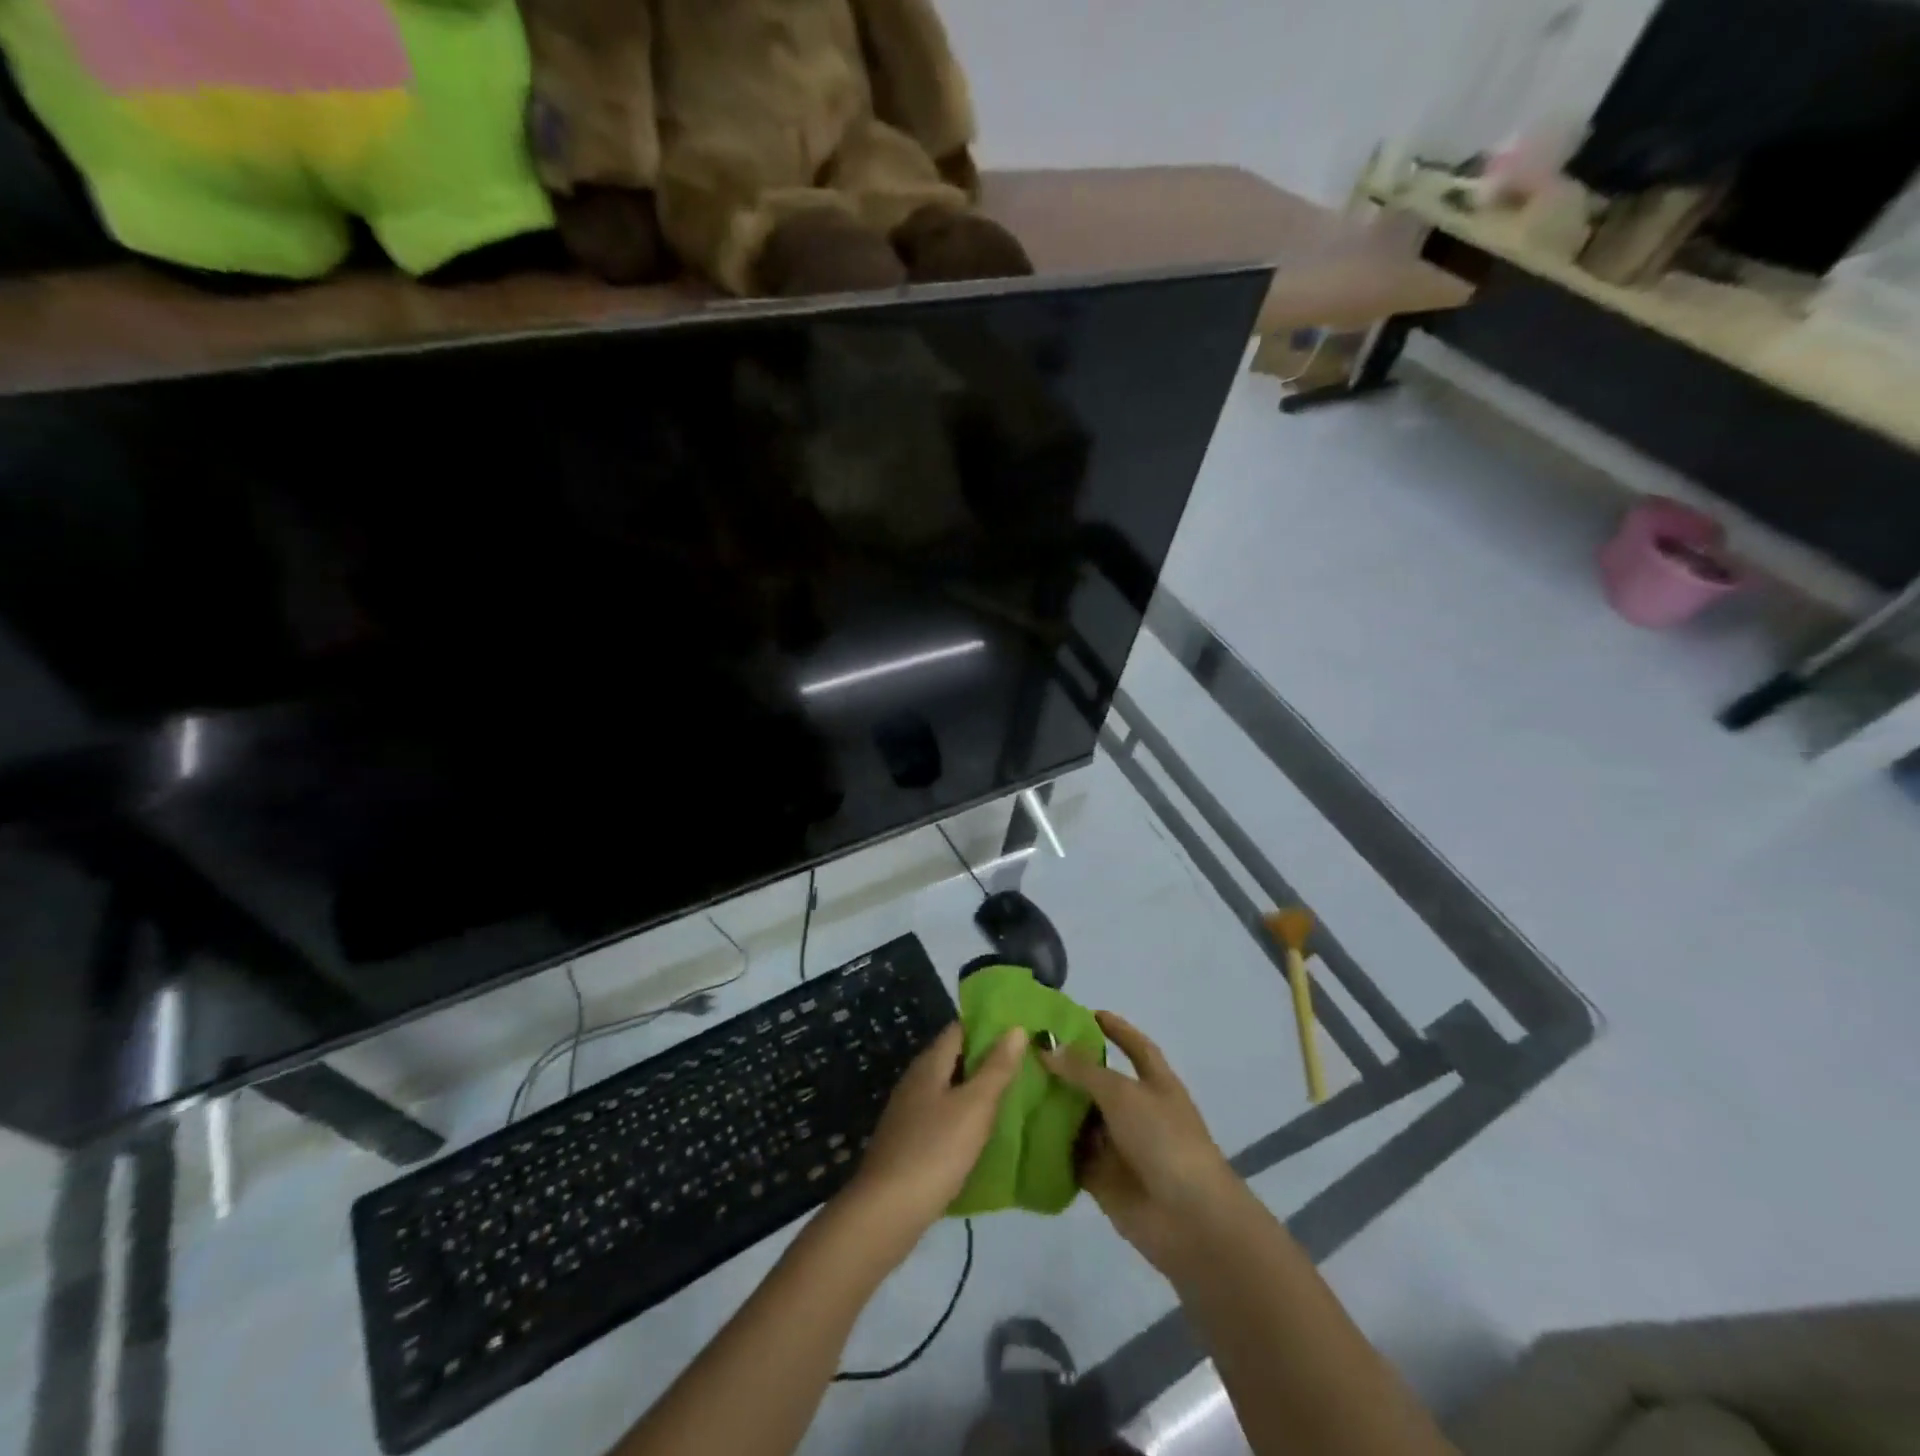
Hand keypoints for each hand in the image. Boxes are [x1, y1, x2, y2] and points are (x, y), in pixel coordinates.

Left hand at [839, 1022, 1026, 1254]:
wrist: (886, 1212)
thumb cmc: (935, 1151)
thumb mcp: (974, 1106)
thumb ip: (996, 1068)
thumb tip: (1015, 1027)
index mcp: (929, 1064)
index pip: (960, 1029)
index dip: (989, 1026)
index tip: (1020, 1031)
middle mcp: (916, 1080)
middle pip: (955, 1058)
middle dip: (987, 1059)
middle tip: (1027, 1064)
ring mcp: (909, 1112)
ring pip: (949, 1089)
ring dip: (977, 1090)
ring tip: (1014, 1096)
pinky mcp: (909, 1142)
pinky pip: (943, 1117)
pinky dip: (965, 1117)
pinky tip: (984, 1133)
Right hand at [1041, 1012, 1242, 1280]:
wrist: (1188, 1220)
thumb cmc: (1164, 1140)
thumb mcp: (1123, 1093)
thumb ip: (1083, 1070)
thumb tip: (1046, 1047)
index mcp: (1155, 1083)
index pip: (1134, 1046)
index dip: (1115, 1029)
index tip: (1086, 1013)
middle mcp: (1136, 1110)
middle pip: (1098, 1082)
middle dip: (1068, 1068)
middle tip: (1026, 1049)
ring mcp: (1118, 1145)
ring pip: (1079, 1118)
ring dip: (1053, 1105)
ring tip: (1011, 1083)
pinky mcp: (1100, 1177)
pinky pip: (1069, 1154)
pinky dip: (1048, 1144)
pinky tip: (1016, 1127)